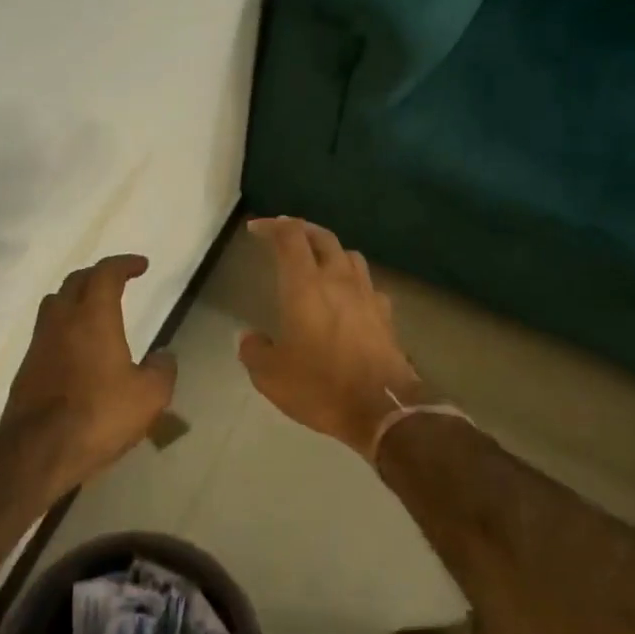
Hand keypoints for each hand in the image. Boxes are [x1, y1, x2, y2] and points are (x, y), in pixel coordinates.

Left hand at [4, 253, 177, 485]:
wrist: (38, 450)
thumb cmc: (99, 415)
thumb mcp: (150, 396)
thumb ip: (162, 369)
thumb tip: (163, 356)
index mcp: (93, 317)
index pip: (105, 274)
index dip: (124, 264)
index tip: (141, 266)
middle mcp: (61, 321)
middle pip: (75, 282)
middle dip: (97, 275)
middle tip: (117, 282)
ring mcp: (39, 344)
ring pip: (55, 305)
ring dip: (75, 298)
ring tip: (94, 311)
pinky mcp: (26, 368)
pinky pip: (47, 333)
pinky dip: (64, 328)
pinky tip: (77, 349)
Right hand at [239, 217, 424, 461]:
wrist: (382, 407)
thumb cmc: (321, 386)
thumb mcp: (271, 376)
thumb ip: (254, 351)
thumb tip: (249, 338)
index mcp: (305, 286)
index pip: (290, 237)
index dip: (272, 226)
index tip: (256, 229)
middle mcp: (338, 280)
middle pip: (323, 237)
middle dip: (302, 229)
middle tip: (285, 234)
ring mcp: (366, 295)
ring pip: (350, 255)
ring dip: (330, 251)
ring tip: (317, 261)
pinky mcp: (385, 314)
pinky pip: (368, 284)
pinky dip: (353, 281)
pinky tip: (348, 297)